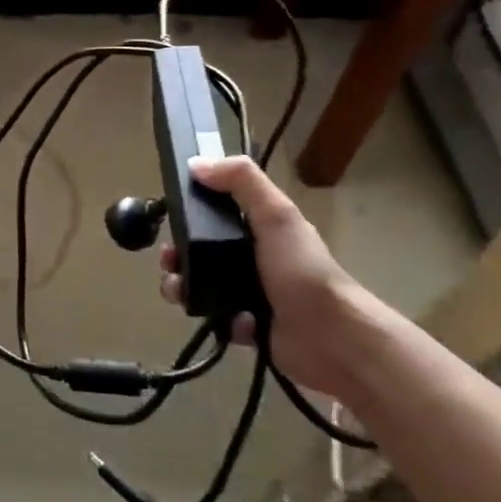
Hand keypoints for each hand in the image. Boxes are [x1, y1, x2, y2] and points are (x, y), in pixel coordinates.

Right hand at [157, 156, 390, 399]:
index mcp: (261, 230)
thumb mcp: (276, 215)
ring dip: (184, 288)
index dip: (190, 216)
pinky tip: (230, 321)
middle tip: (169, 264)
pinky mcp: (248, 327)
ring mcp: (251, 294)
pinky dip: (218, 320)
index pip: (216, 215)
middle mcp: (255, 259)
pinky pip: (218, 320)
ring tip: (179, 294)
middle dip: (177, 256)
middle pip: (201, 252)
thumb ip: (241, 181)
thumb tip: (196, 163)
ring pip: (202, 286)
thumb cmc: (302, 271)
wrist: (331, 338)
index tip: (170, 220)